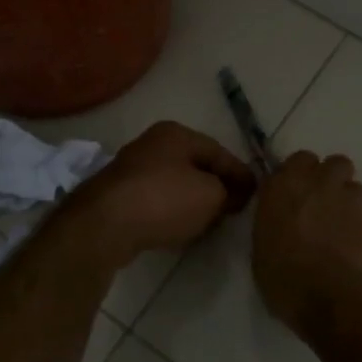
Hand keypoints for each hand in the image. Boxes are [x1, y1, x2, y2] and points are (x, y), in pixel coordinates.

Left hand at [64, 121, 256, 267]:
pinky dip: (171, 211)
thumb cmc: (164, 200)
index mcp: (176, 133)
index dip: (240, 174)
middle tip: (235, 207)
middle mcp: (152, 144)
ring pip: (174, 183)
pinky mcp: (117, 196)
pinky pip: (155, 200)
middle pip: (195, 165)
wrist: (104, 225)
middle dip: (216, 185)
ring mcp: (131, 169)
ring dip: (193, 200)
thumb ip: (229, 191)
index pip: (219, 152)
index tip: (257, 193)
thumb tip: (233, 194)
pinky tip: (179, 227)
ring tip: (210, 220)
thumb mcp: (211, 195)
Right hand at [252, 151, 361, 334]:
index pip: (297, 160)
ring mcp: (349, 200)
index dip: (298, 175)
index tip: (294, 194)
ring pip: (353, 184)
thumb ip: (273, 223)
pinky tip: (352, 245)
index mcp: (284, 187)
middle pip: (334, 162)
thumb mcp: (262, 251)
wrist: (336, 299)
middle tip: (320, 202)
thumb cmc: (286, 279)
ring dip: (347, 198)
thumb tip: (281, 221)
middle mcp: (318, 184)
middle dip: (329, 177)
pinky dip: (359, 223)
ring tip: (339, 224)